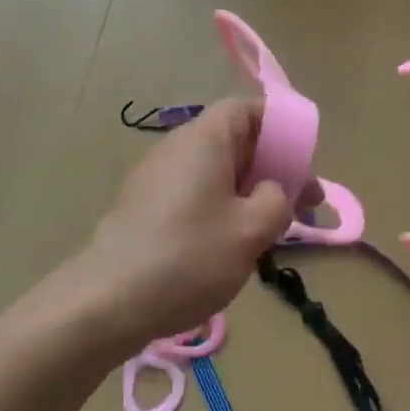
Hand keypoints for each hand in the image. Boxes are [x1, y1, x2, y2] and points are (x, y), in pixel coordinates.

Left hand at [73, 99, 304, 357]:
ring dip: (247, 193)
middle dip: (271, 169)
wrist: (108, 301)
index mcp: (205, 139)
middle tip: (301, 205)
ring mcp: (154, 177)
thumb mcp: (252, 230)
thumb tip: (271, 192)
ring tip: (268, 232)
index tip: (301, 162)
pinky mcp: (142, 207)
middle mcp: (177, 147)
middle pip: (233, 142)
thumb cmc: (190, 256)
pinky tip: (228, 247)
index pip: (246, 109)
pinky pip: (192, 194)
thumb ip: (277, 200)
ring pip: (214, 172)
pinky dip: (218, 208)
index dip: (278, 128)